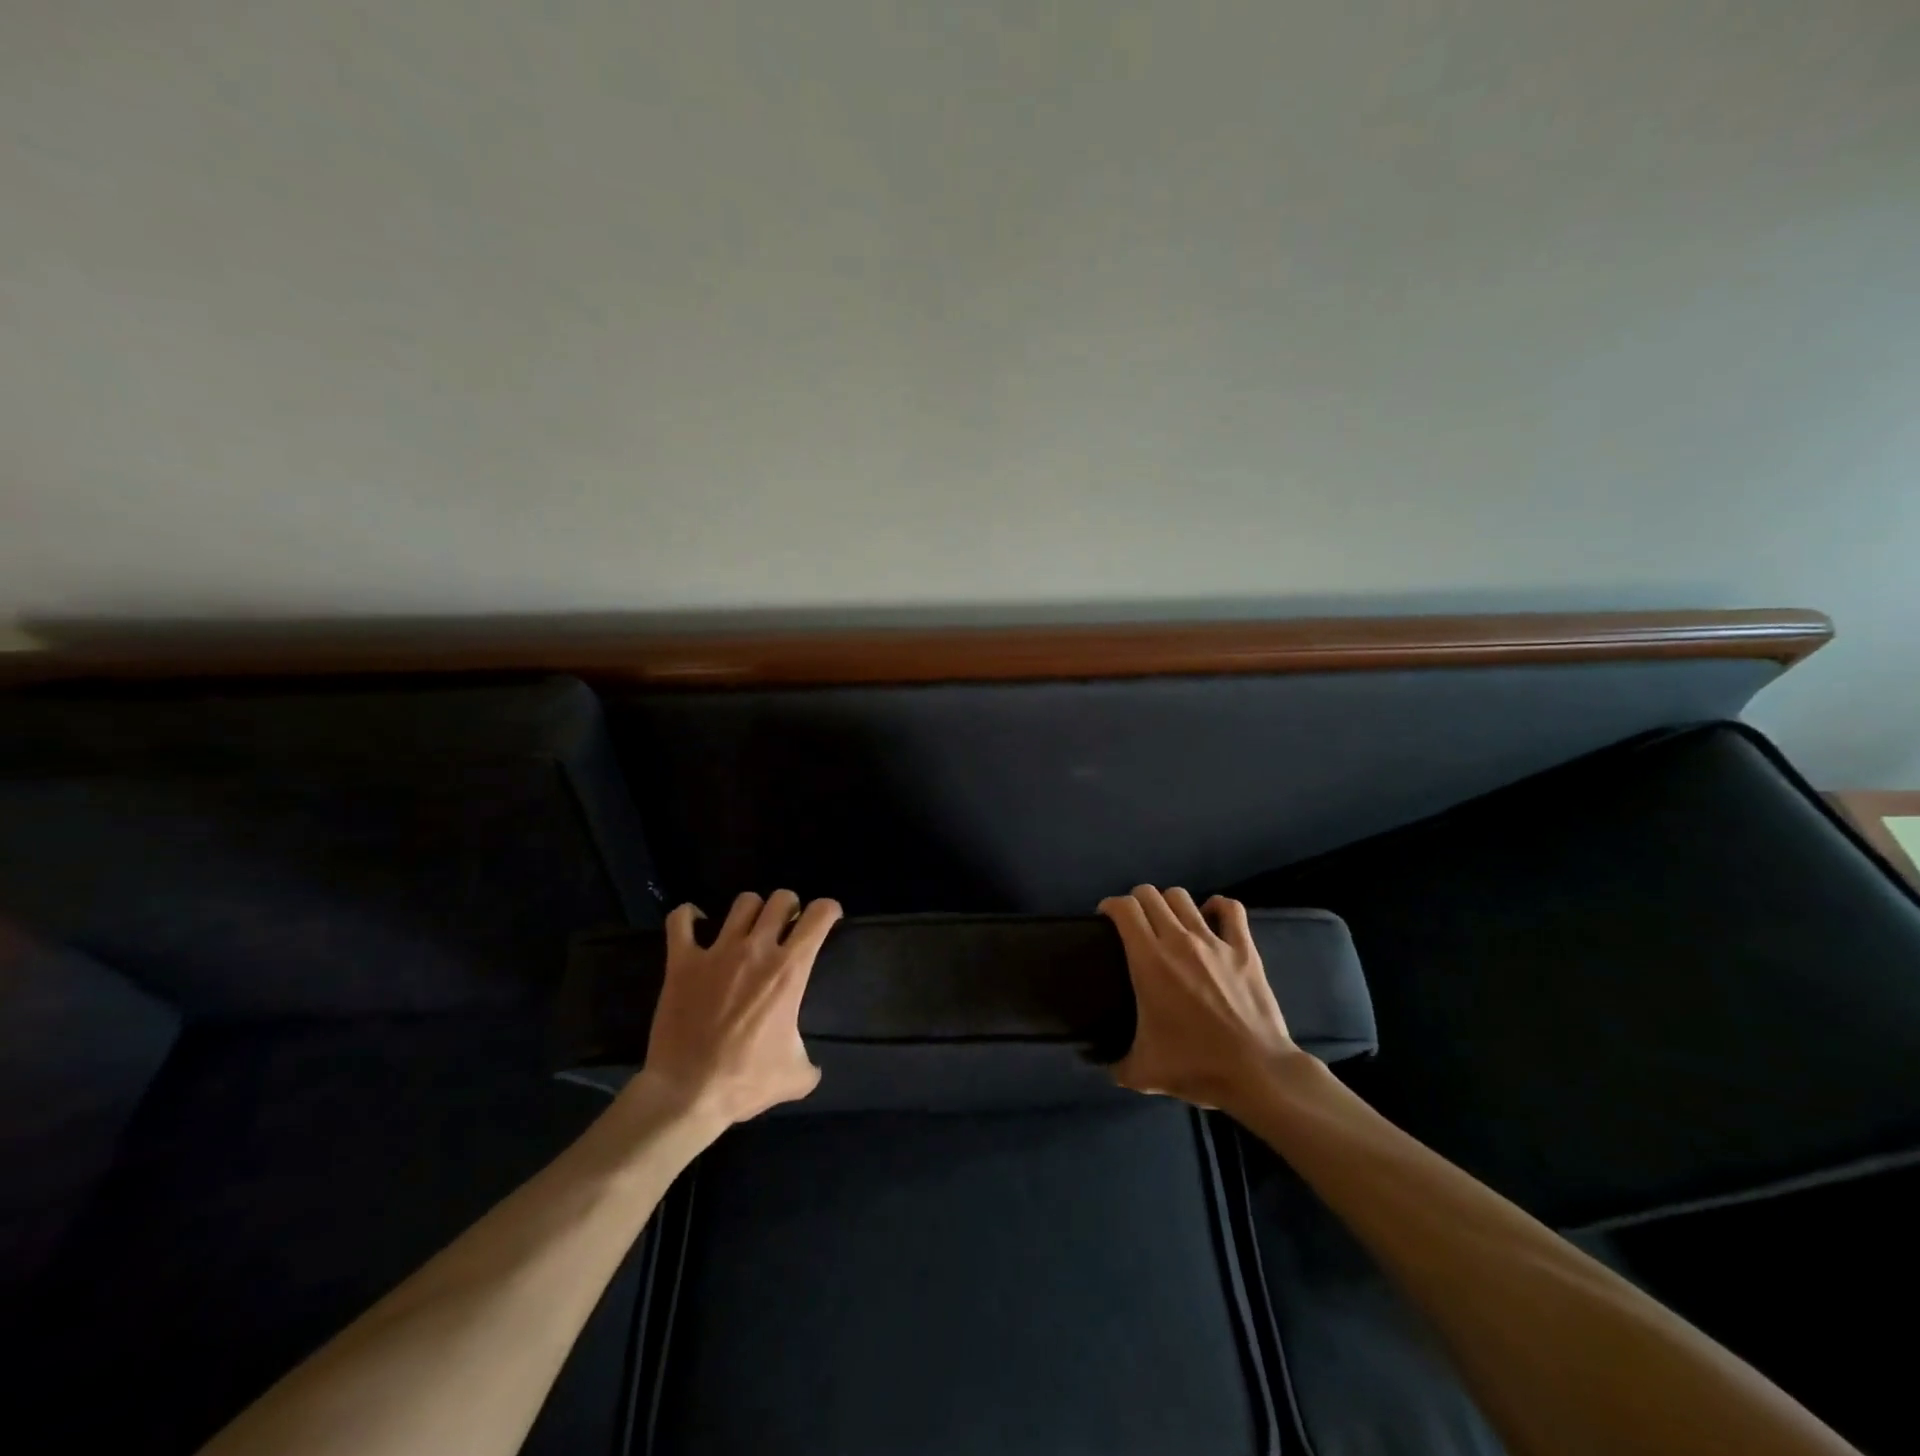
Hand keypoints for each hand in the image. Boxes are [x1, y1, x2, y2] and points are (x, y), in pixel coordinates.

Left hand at [623, 889, 841, 1128]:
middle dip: (789, 907)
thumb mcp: (795, 1076)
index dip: (829, 910)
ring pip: (743, 903)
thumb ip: (810, 1064)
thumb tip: (813, 1068)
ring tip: (748, 928)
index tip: (828, 918)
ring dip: (751, 911)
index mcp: (789, 970)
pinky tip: (695, 925)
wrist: (688, 1093)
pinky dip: (688, 916)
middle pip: (781, 899)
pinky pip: (680, 920)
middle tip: (786, 926)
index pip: (819, 915)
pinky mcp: (682, 962)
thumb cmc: (745, 1081)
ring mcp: (717, 952)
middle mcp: (757, 949)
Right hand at [1098, 886, 1303, 1114]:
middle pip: (1150, 895)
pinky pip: (1231, 910)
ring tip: (1168, 921)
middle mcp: (1178, 940)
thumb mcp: (1142, 1073)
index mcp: (1149, 961)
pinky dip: (1217, 907)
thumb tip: (1104, 1066)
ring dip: (1169, 903)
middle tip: (1134, 922)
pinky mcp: (1244, 949)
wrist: (1256, 1073)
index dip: (1110, 906)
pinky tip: (1210, 916)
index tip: (1105, 919)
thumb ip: (1116, 1065)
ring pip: (1183, 897)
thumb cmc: (1196, 1066)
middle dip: (1136, 901)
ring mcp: (1214, 941)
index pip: (1124, 908)